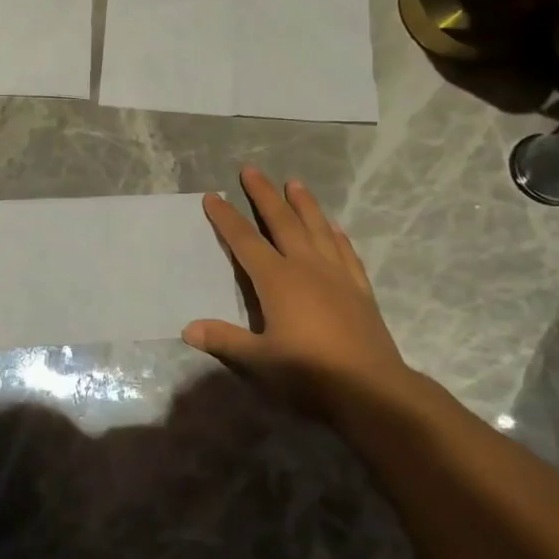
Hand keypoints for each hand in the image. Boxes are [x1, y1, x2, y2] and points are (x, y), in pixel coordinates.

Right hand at [183, 166, 416, 416]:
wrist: (371, 389)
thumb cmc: (309, 373)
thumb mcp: (259, 360)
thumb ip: (224, 340)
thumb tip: (188, 329)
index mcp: (277, 280)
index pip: (245, 241)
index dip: (226, 218)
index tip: (213, 196)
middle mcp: (306, 267)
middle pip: (282, 222)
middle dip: (264, 195)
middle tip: (251, 170)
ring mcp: (337, 275)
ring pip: (317, 229)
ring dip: (304, 204)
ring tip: (295, 183)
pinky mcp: (359, 289)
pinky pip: (345, 252)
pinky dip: (336, 235)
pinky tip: (334, 226)